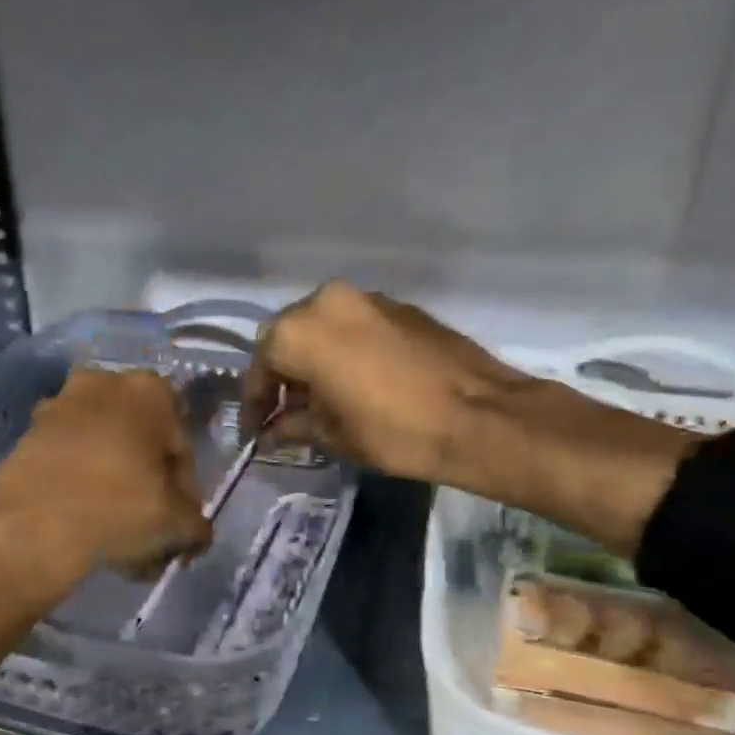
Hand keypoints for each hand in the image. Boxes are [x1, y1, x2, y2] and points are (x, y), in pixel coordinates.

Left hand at [0, 367, 209, 734]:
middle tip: (149, 527)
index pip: (181, 446)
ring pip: (102, 451)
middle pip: (139, 442)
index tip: (179, 523)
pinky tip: (84, 527)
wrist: (28, 527)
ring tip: (115, 536)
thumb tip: (194, 532)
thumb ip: (196, 524)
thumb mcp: (177, 524)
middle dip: (146, 483)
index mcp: (150, 390)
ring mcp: (58, 405)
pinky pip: (68, 461)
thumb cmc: (118, 509)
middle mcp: (103, 383)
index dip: (185, 489)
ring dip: (113, 486)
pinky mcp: (25, 434)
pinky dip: (79, 487)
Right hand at [242, 281, 697, 555]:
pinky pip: (357, 326)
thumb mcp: (334, 435)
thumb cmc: (394, 431)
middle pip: (289, 336)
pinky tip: (355, 382)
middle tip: (283, 411)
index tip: (254, 429)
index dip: (254, 400)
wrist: (481, 417)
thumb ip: (294, 425)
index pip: (261, 363)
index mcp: (301, 330)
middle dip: (283, 374)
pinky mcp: (402, 307)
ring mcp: (369, 299)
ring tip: (320, 399)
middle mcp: (328, 301)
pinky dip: (345, 350)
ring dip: (314, 359)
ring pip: (324, 327)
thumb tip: (273, 429)